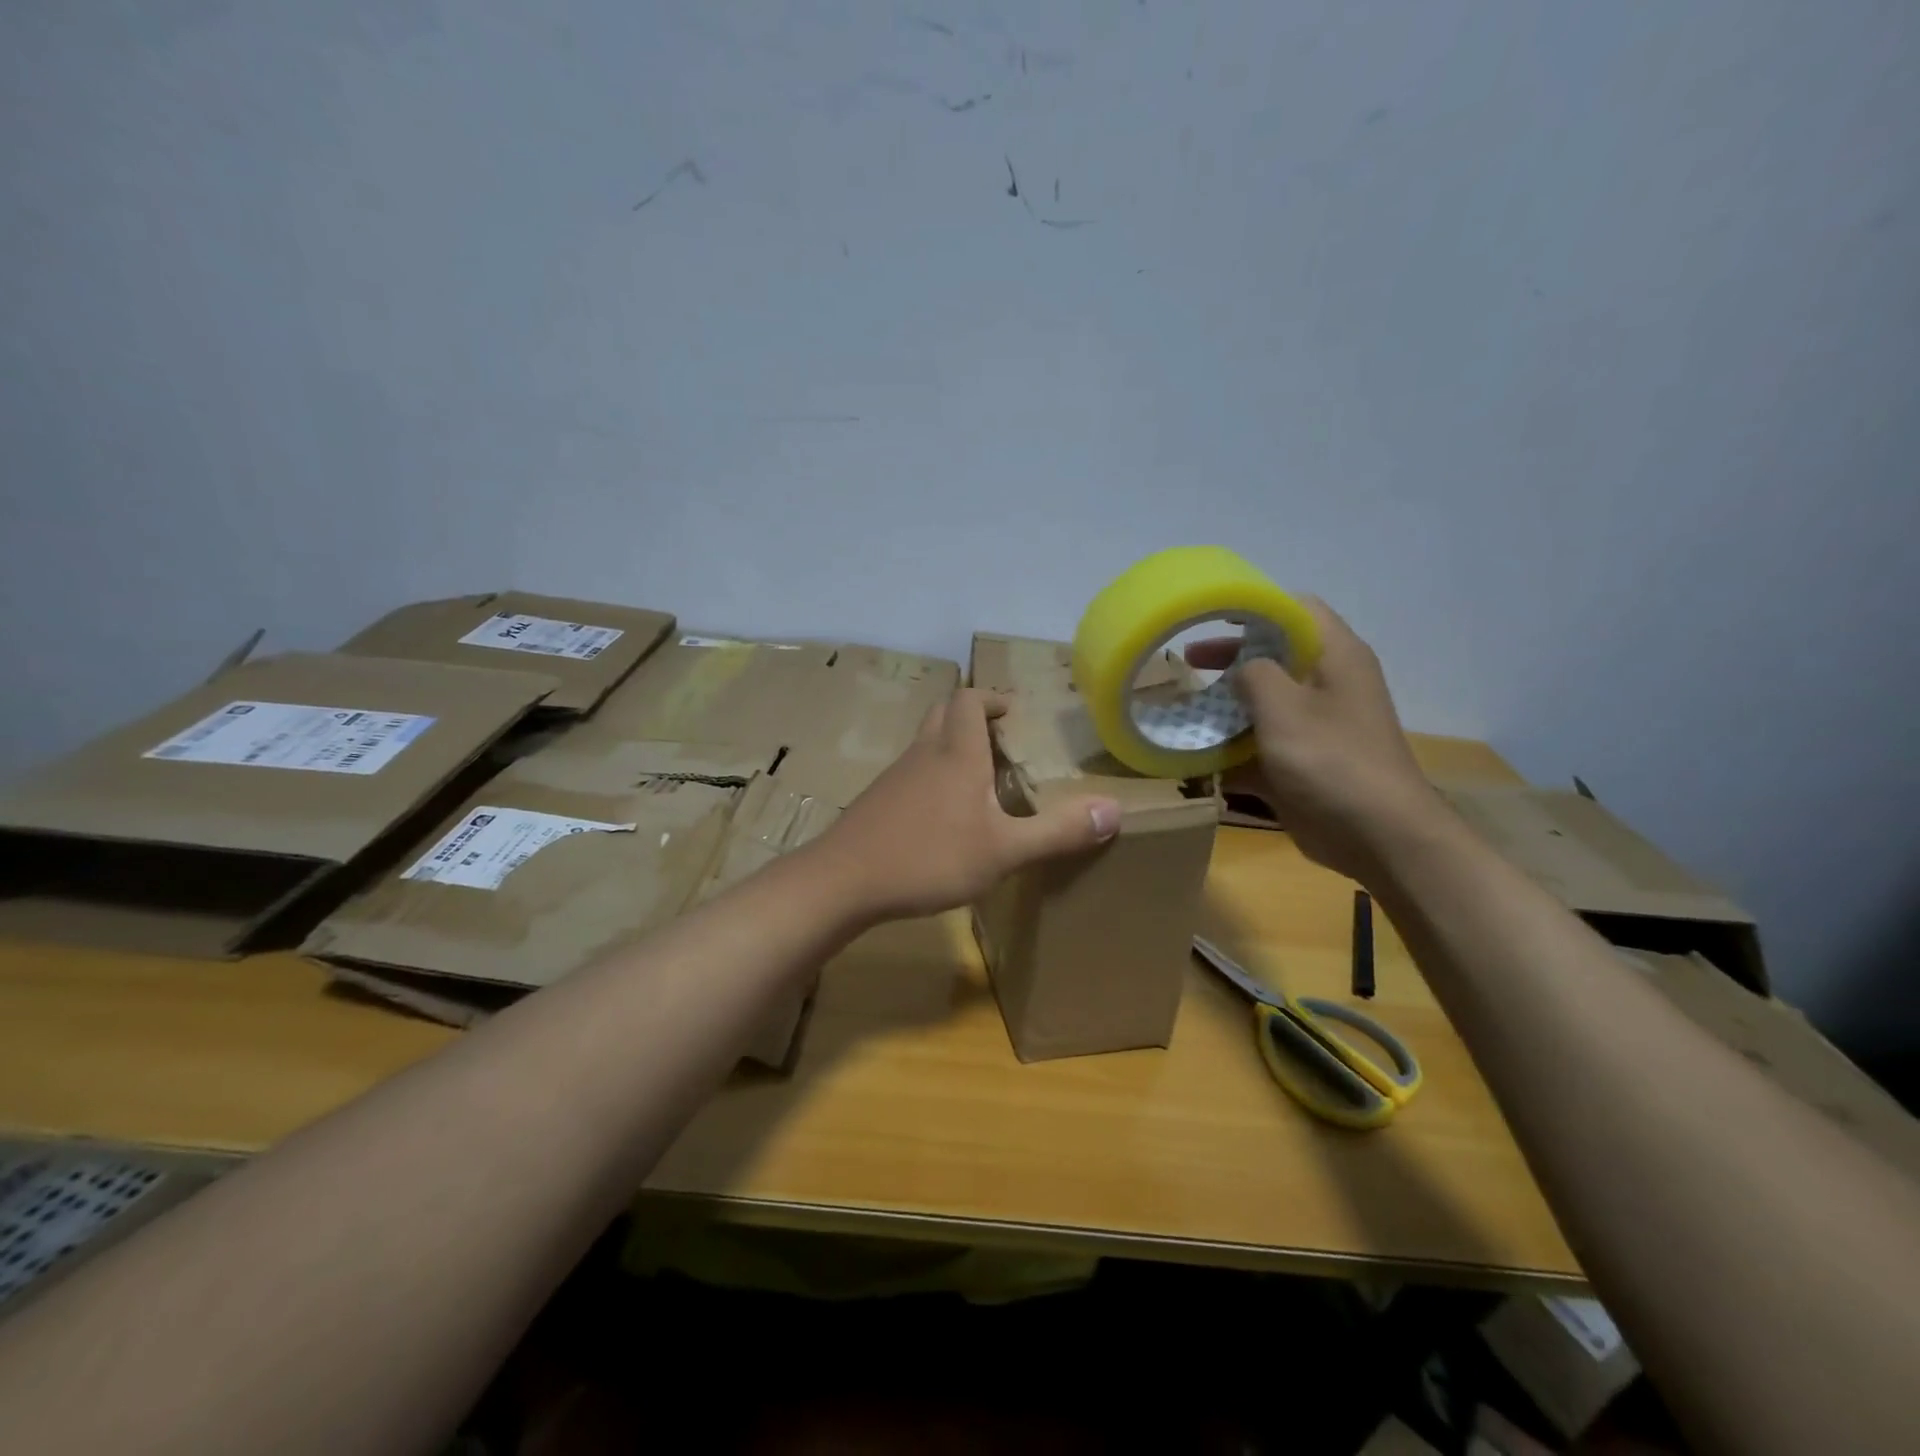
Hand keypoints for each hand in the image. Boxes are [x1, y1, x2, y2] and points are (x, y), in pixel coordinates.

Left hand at [816, 688, 1122, 922]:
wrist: (842, 881)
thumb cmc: (928, 857)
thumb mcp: (1003, 851)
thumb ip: (1057, 831)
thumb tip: (1114, 810)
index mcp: (956, 753)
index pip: (968, 700)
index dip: (991, 698)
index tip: (1012, 711)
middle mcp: (923, 754)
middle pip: (942, 714)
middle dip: (971, 717)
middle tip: (999, 739)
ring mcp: (894, 777)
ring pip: (924, 744)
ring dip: (950, 747)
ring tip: (979, 779)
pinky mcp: (876, 802)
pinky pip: (910, 774)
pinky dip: (931, 777)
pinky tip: (943, 817)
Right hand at [1187, 599, 1444, 880]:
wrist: (1377, 836)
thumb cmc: (1331, 759)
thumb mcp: (1283, 706)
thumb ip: (1254, 673)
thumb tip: (1241, 667)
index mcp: (1335, 657)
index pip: (1297, 609)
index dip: (1255, 607)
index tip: (1210, 617)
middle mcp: (1328, 685)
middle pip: (1275, 657)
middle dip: (1230, 659)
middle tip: (1188, 663)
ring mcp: (1316, 727)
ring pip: (1264, 704)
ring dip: (1226, 708)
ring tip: (1185, 712)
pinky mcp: (1303, 763)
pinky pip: (1261, 747)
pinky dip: (1233, 751)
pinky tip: (1196, 759)